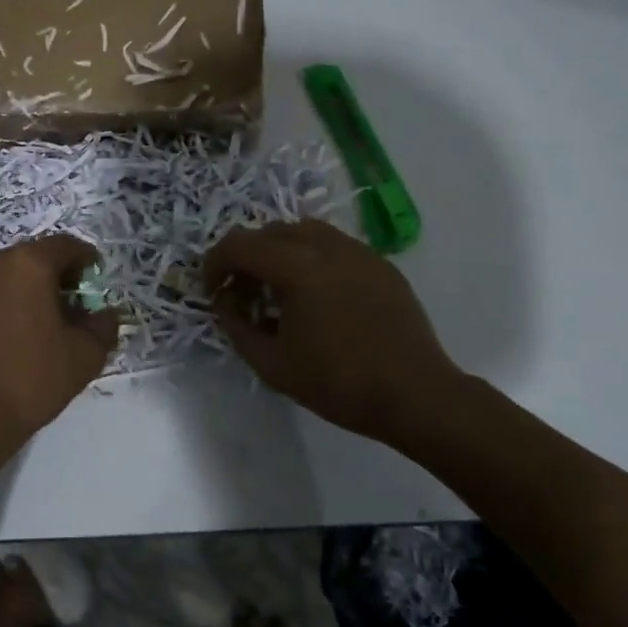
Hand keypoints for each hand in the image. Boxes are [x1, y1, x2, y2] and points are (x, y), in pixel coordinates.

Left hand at [0, 235, 118, 465]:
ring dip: (15, 292)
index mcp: (27, 265)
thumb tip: (104, 313)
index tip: (92, 278)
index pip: (65, 246)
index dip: (84, 259)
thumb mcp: (85, 356)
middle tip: (63, 306)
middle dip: (49, 276)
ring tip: (25, 326)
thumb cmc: (31, 381)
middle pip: (28, 259)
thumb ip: (103, 325)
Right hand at [205, 220, 467, 447]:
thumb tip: (226, 305)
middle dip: (246, 257)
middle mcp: (326, 246)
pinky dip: (312, 260)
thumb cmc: (338, 382)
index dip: (215, 263)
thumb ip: (238, 328)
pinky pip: (334, 246)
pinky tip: (317, 297)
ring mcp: (358, 251)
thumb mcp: (272, 365)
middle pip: (270, 232)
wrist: (415, 394)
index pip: (239, 244)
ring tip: (278, 291)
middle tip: (242, 294)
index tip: (212, 289)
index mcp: (296, 266)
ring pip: (304, 233)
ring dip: (280, 253)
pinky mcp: (380, 264)